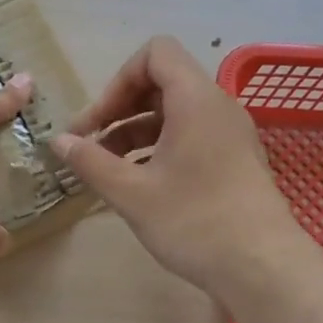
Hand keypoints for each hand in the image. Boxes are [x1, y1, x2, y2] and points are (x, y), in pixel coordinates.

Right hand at [54, 36, 300, 291]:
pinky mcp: (235, 160)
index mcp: (195, 101)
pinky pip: (191, 135)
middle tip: (90, 145)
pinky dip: (159, 147)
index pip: (155, 54)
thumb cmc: (194, 222)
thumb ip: (90, 162)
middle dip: (120, 108)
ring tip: (107, 168)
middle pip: (162, 83)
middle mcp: (217, 107)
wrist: (264, 268)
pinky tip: (139, 183)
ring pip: (174, 113)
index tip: (98, 122)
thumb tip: (58, 141)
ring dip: (135, 131)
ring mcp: (230, 134)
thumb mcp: (131, 193)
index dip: (118, 80)